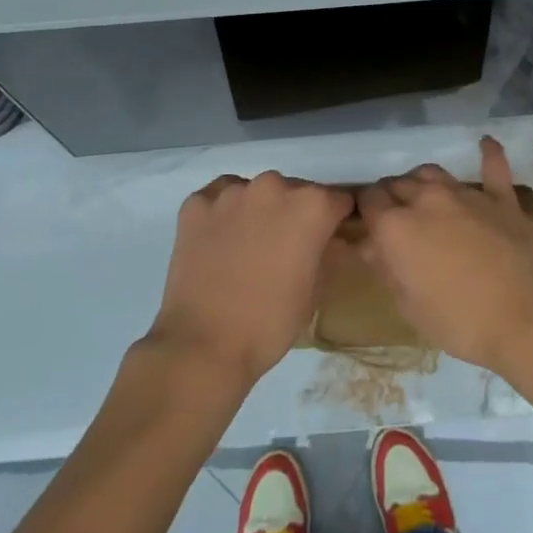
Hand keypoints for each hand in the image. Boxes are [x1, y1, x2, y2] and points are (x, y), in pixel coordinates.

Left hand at [145, 172, 352, 386]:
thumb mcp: (315, 291)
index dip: (333, 221)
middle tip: (282, 249)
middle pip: (293, 192)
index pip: (336, 201)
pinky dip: (222, 214)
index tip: (326, 239)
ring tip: (246, 247)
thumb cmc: (270, 324)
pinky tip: (217, 242)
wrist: (203, 346)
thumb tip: (324, 242)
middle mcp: (273, 186)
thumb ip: (325, 252)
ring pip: (255, 192)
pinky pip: (217, 198)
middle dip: (293, 214)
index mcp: (311, 206)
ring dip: (257, 211)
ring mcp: (232, 191)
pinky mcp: (197, 203)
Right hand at [356, 136, 532, 373]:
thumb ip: (388, 269)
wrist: (529, 318)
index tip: (369, 226)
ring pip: (433, 172)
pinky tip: (485, 143)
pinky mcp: (501, 198)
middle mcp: (427, 199)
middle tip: (396, 221)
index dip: (366, 212)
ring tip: (424, 197)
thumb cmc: (462, 323)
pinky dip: (488, 154)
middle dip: (391, 198)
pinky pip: (493, 167)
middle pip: (398, 183)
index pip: (369, 201)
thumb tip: (373, 247)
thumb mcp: (410, 308)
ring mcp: (466, 194)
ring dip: (422, 182)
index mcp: (397, 227)